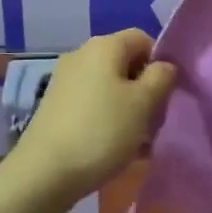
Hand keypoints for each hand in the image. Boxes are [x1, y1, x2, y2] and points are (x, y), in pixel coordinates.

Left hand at [12, 30, 178, 207]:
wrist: (44, 173)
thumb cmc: (102, 131)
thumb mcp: (144, 103)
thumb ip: (162, 77)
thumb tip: (164, 67)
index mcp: (104, 46)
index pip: (143, 39)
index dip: (161, 63)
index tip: (167, 94)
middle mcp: (81, 55)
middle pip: (127, 65)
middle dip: (146, 92)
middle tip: (153, 124)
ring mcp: (65, 81)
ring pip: (112, 89)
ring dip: (130, 112)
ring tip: (137, 145)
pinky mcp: (56, 107)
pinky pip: (94, 106)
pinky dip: (108, 122)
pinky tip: (115, 150)